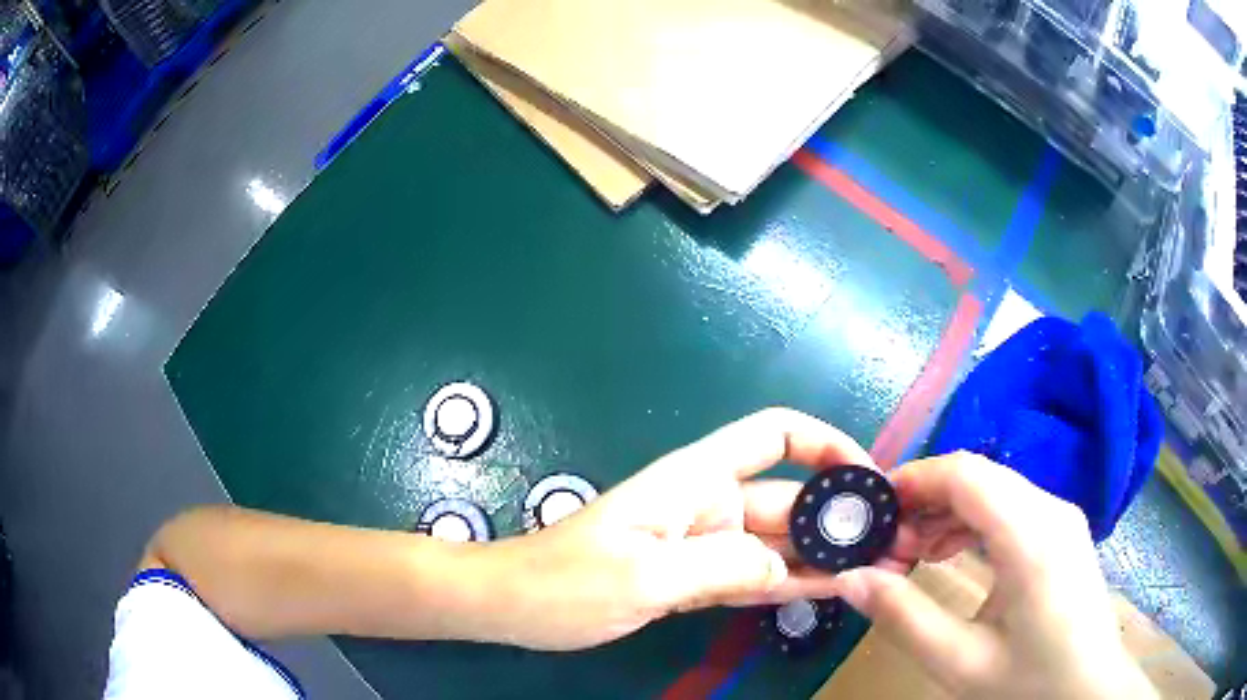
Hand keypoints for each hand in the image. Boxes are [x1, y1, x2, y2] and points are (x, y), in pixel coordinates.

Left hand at [470, 408, 907, 649]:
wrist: (512, 605)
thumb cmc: (565, 582)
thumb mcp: (644, 576)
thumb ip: (722, 566)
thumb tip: (788, 566)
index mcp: (695, 480)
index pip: (774, 436)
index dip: (825, 444)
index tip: (866, 475)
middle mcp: (708, 505)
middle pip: (790, 498)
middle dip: (840, 518)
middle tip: (893, 545)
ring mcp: (704, 544)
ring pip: (778, 543)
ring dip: (826, 556)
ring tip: (879, 570)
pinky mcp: (695, 578)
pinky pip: (754, 576)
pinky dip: (791, 583)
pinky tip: (831, 591)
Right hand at [831, 451, 1156, 699]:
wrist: (1088, 689)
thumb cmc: (1030, 681)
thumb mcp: (961, 663)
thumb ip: (904, 618)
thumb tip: (850, 579)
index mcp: (1032, 538)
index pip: (967, 474)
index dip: (915, 479)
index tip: (871, 509)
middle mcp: (1051, 511)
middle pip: (980, 476)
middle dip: (926, 499)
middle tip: (886, 544)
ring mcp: (1061, 518)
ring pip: (995, 489)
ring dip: (948, 511)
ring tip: (913, 553)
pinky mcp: (1063, 532)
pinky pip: (1011, 507)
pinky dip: (973, 521)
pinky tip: (952, 555)